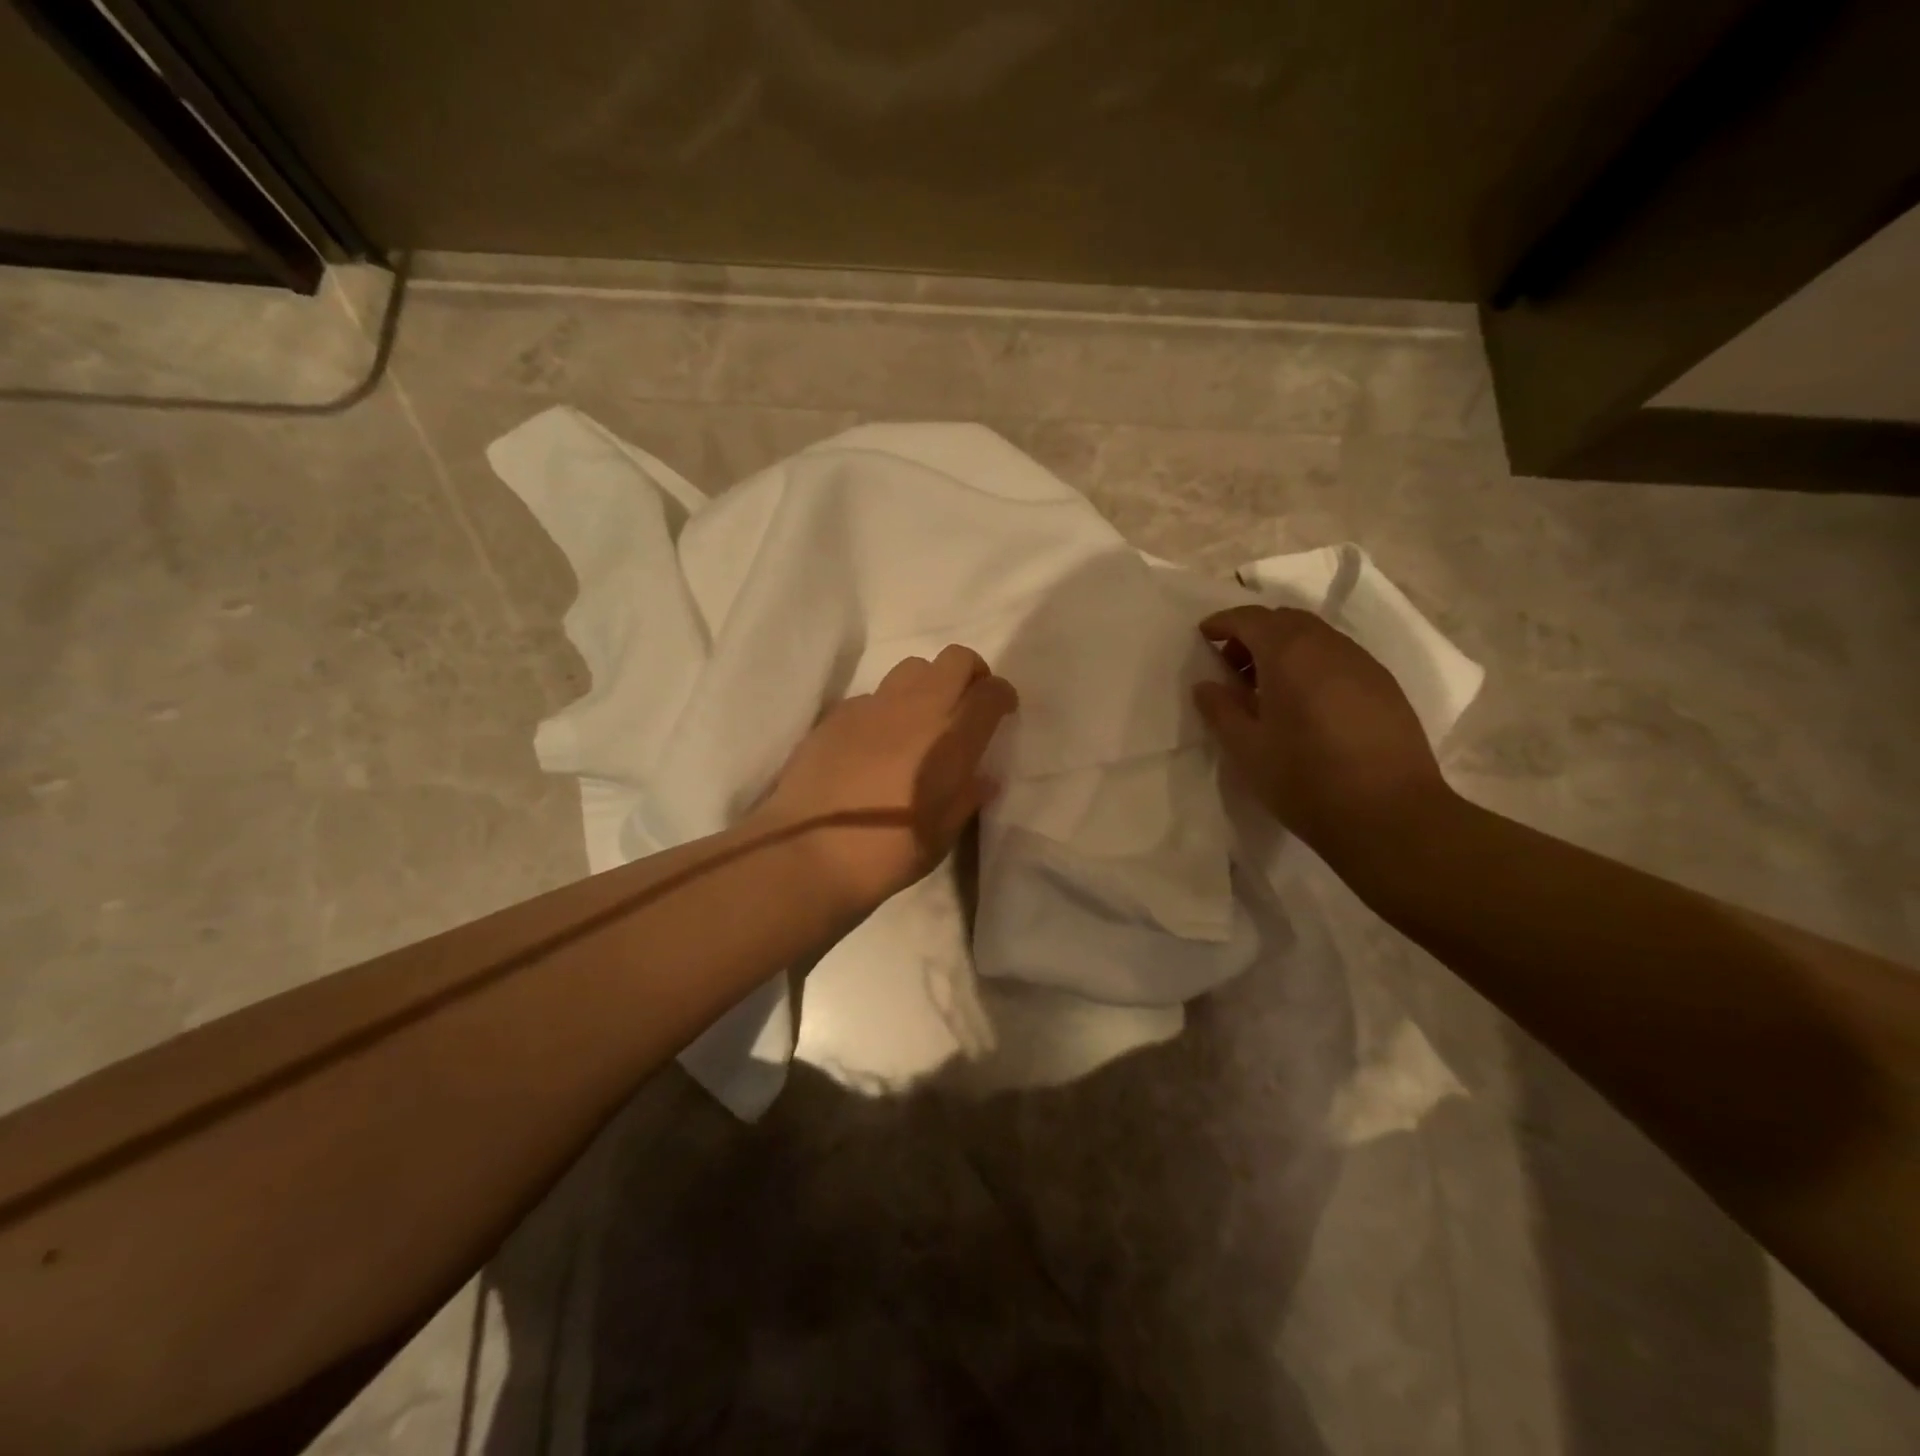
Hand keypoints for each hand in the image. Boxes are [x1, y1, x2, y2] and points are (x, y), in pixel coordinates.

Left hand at [753, 645, 1018, 916]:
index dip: (1002, 696)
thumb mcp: (942, 835)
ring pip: (912, 668)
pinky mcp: (838, 714)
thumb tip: (982, 778)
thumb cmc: (887, 853)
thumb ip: (966, 798)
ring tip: (921, 718)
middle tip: (967, 703)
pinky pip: (874, 695)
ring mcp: (873, 706)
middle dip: (970, 673)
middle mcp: (916, 709)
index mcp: (951, 738)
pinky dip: (886, 708)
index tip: (1003, 710)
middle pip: (954, 659)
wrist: (809, 852)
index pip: (990, 691)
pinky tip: (876, 741)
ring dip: (927, 684)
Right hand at [1192, 606, 1451, 863]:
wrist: (1390, 815)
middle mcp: (1329, 646)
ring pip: (1316, 638)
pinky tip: (1305, 705)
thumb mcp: (1247, 748)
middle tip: (1232, 667)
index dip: (1223, 622)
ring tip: (1266, 690)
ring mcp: (1363, 664)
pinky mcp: (1385, 687)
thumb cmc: (1305, 779)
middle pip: (1286, 621)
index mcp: (1290, 653)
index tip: (1203, 636)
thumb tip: (1206, 685)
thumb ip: (1221, 710)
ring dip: (1285, 649)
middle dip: (1254, 633)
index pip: (1251, 618)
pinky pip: (1339, 659)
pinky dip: (1312, 665)